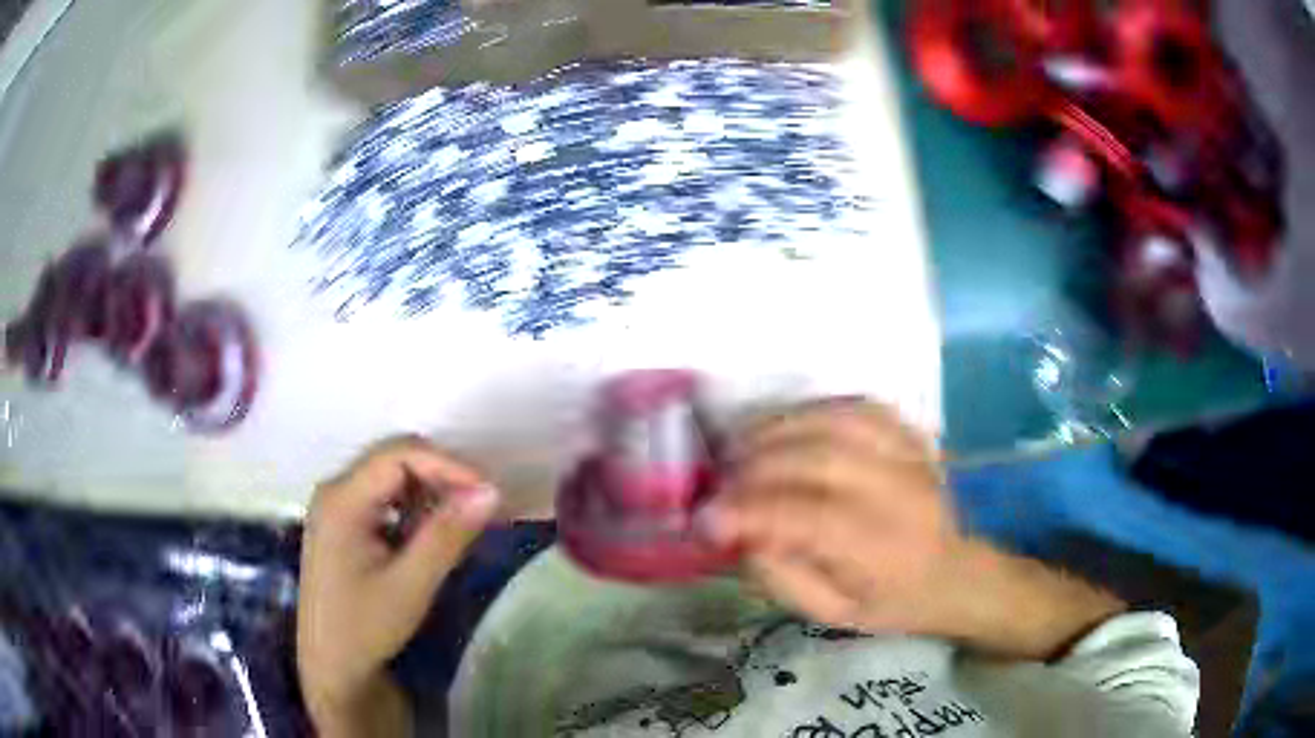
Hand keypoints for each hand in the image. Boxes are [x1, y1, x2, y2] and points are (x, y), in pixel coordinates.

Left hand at [297, 437, 499, 735]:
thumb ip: (447, 535)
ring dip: (429, 492)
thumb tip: (490, 491)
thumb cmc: (365, 627)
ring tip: (461, 522)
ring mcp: (336, 504)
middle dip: (441, 476)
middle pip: (394, 458)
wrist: (332, 665)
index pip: (399, 454)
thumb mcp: (411, 584)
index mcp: (342, 498)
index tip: (487, 493)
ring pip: (391, 476)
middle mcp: (335, 489)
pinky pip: (384, 497)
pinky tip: (429, 535)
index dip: (447, 465)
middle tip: (480, 507)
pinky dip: (413, 507)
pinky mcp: (343, 522)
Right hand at [702, 400, 1123, 659]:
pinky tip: (788, 425)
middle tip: (721, 478)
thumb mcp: (831, 613)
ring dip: (781, 427)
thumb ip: (782, 576)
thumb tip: (740, 531)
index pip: (812, 519)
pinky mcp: (911, 436)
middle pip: (822, 460)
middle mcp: (902, 495)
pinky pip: (860, 406)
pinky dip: (816, 409)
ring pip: (840, 422)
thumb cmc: (889, 602)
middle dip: (758, 465)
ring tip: (743, 444)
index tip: (707, 519)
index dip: (752, 513)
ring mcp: (911, 457)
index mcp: (885, 550)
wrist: (951, 573)